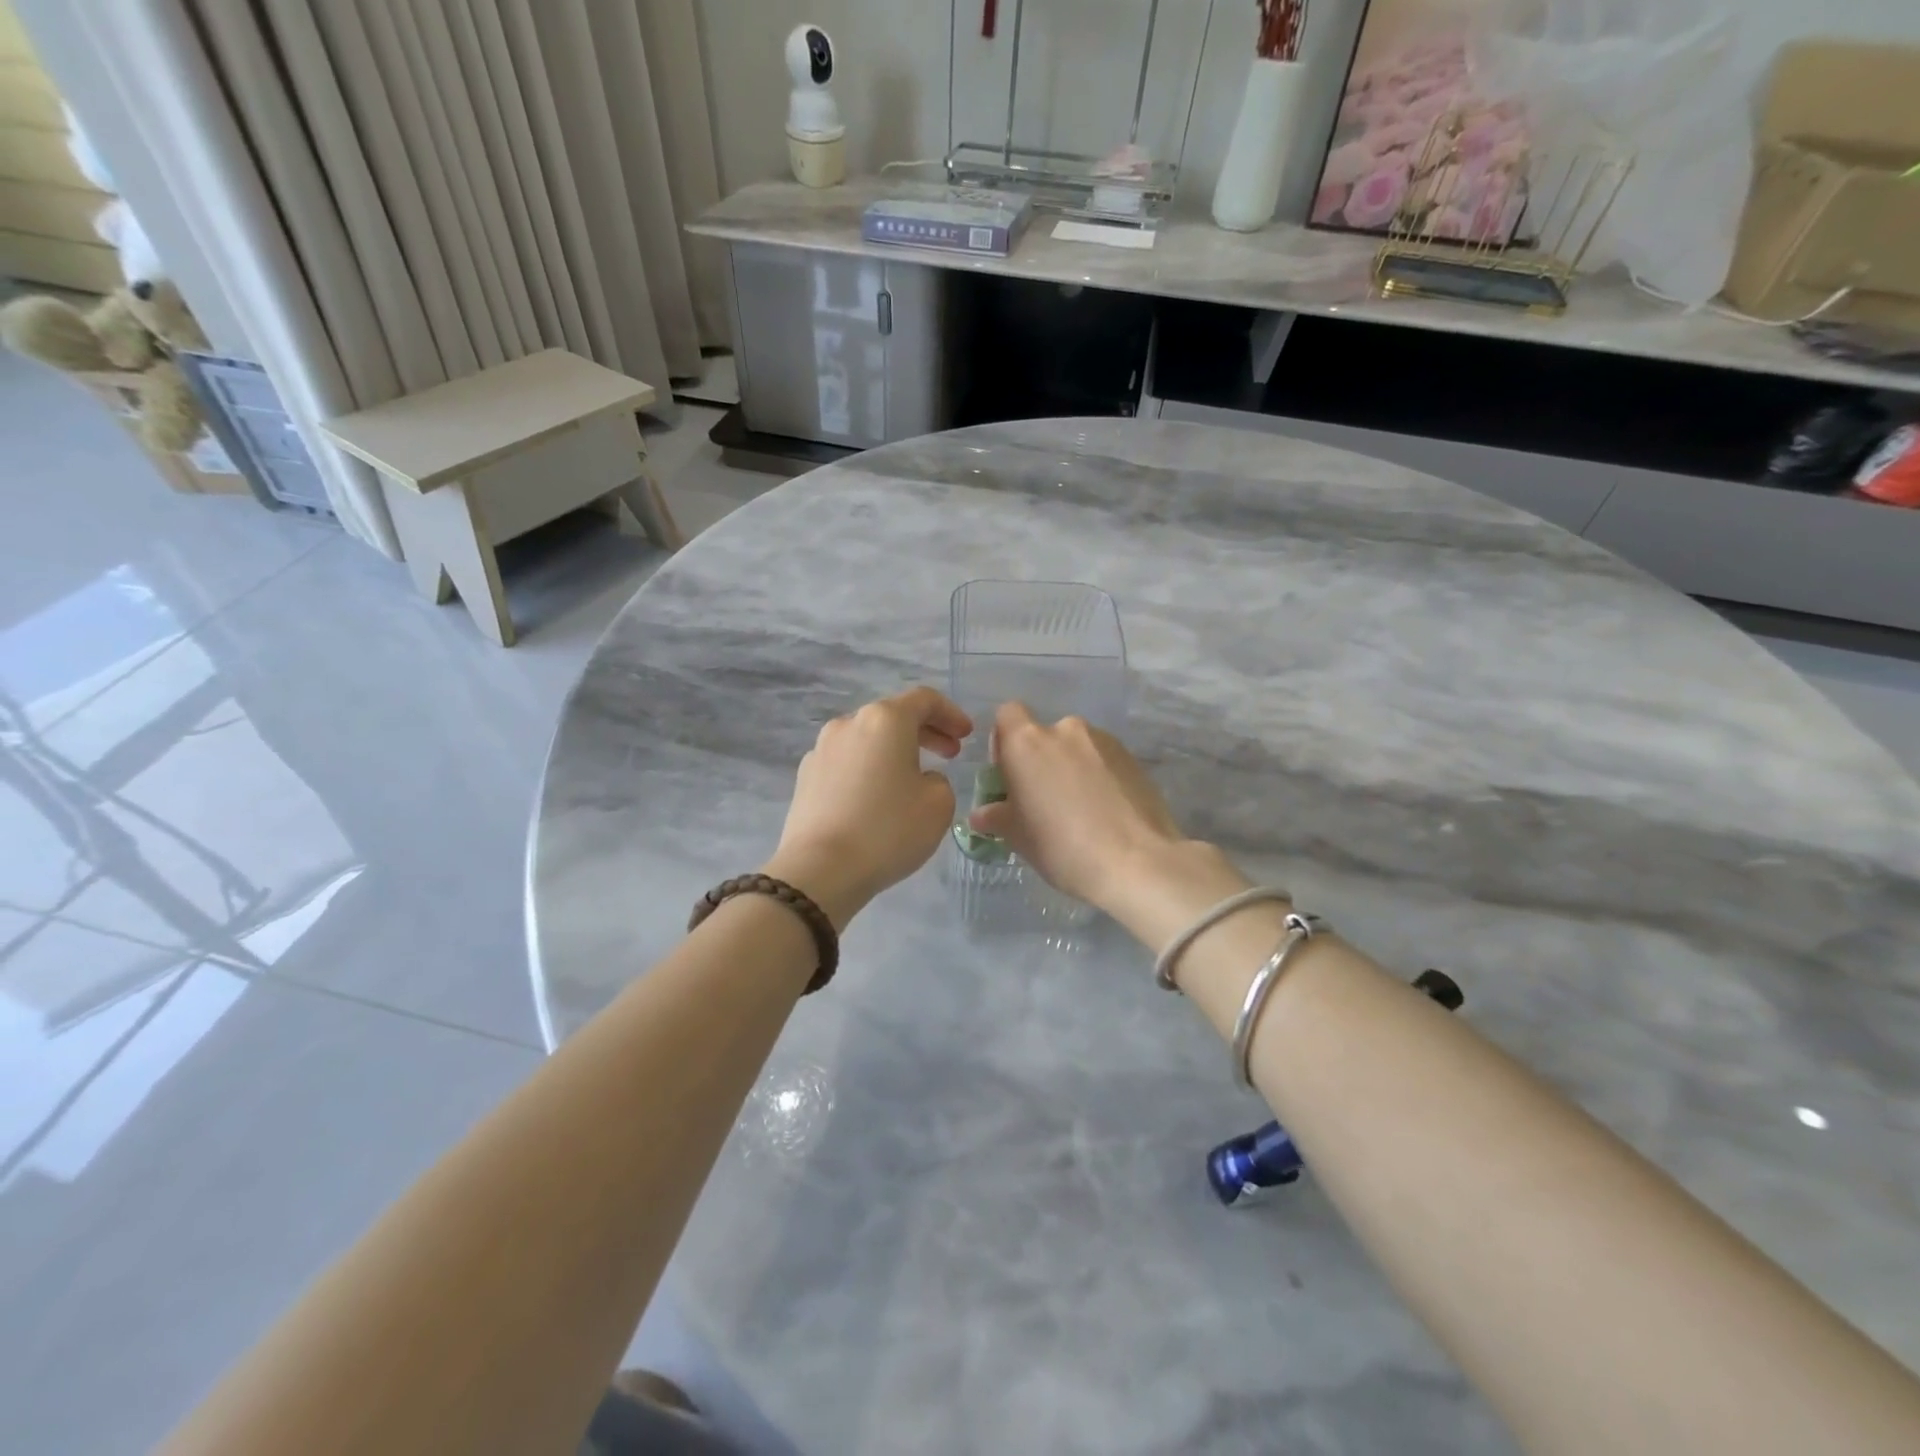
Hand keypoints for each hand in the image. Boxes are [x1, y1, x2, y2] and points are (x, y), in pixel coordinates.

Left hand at [765, 687, 971, 928]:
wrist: (820, 870)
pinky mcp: (805, 776)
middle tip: (950, 754)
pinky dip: (869, 769)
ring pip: (868, 739)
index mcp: (885, 720)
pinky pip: (847, 763)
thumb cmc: (888, 830)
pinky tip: (877, 799)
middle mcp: (849, 723)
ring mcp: (822, 749)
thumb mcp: (939, 805)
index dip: (951, 714)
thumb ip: (939, 780)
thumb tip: (918, 779)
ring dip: (895, 751)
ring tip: (913, 778)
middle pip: (893, 716)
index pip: (924, 700)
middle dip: (926, 732)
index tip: (967, 736)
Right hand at [967, 702, 1188, 913]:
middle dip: (1042, 761)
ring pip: (1077, 748)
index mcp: (1027, 742)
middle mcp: (1065, 730)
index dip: (1004, 740)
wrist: (1136, 861)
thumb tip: (982, 814)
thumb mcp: (1018, 837)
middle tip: (1046, 801)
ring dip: (1072, 768)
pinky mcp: (1133, 758)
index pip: (1007, 715)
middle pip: (1044, 735)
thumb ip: (996, 817)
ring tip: (1081, 810)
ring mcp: (1104, 741)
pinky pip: (1104, 760)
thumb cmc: (1061, 846)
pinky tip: (1106, 812)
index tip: (1010, 774)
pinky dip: (1100, 777)